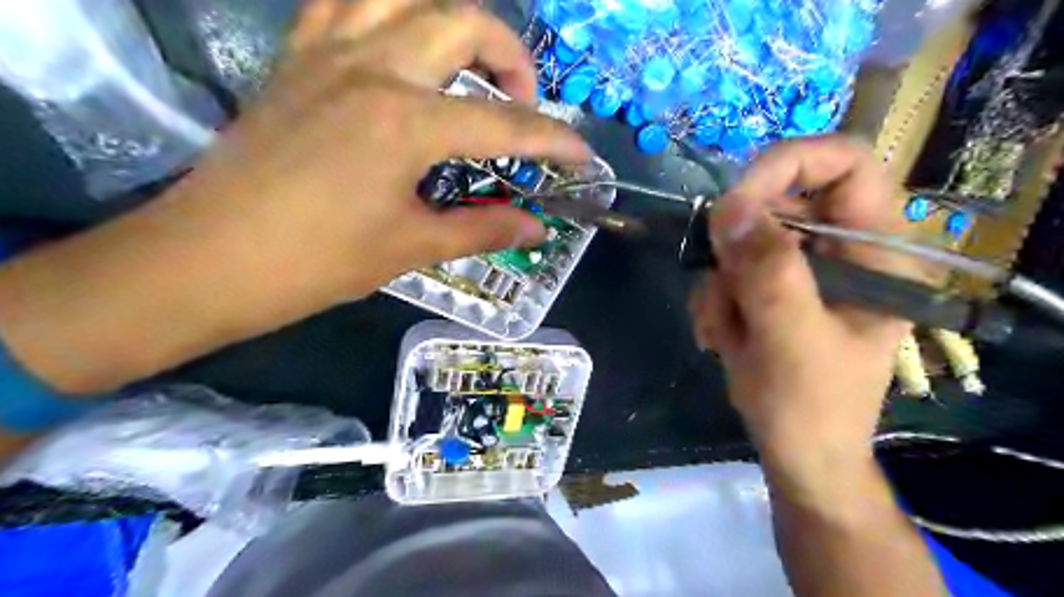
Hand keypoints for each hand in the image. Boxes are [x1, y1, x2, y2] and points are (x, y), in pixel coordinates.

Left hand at [173, 1, 589, 297]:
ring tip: (468, 65)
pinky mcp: (297, 58)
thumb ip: (482, 228)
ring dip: (451, 20)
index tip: (582, 154)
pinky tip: (401, 47)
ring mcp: (328, 53)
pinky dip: (387, 12)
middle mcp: (373, 68)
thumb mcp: (410, 247)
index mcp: (405, 122)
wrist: (211, 258)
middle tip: (522, 104)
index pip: (504, 125)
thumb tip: (536, 227)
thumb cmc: (316, 262)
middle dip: (512, 57)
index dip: (553, 141)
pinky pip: (346, 3)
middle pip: (462, 21)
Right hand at [691, 136, 914, 479]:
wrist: (797, 453)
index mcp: (875, 252)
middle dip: (735, 251)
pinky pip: (725, 270)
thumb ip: (769, 273)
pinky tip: (721, 338)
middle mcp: (839, 250)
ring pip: (739, 241)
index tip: (735, 201)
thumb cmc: (811, 407)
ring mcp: (800, 269)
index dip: (789, 165)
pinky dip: (712, 302)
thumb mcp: (793, 341)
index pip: (846, 163)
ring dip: (719, 287)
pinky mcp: (769, 288)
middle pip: (777, 203)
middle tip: (722, 293)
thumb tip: (729, 205)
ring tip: (725, 333)